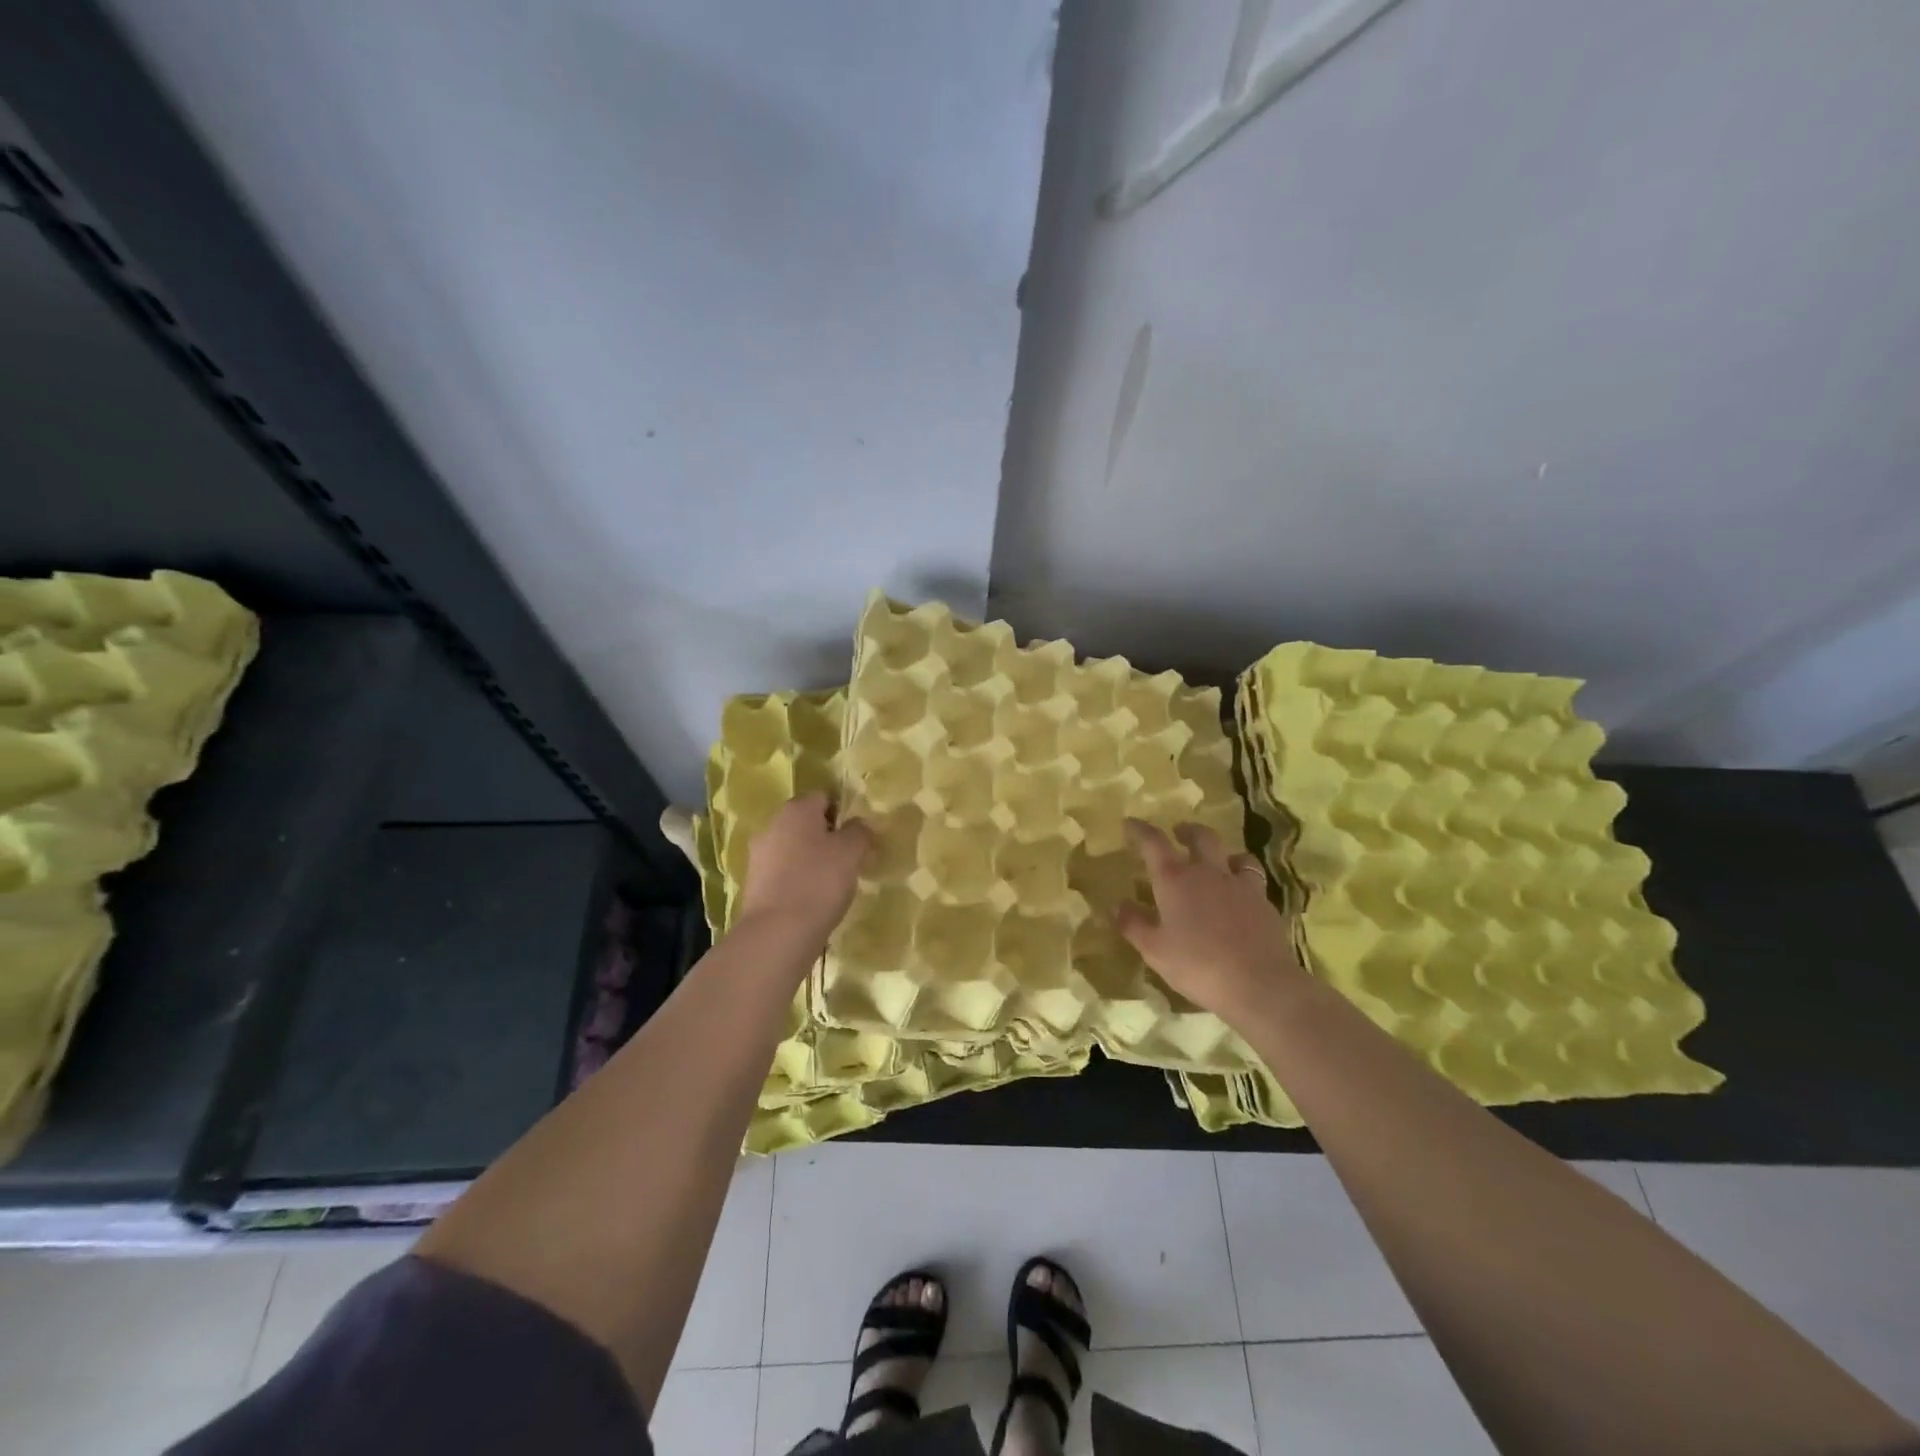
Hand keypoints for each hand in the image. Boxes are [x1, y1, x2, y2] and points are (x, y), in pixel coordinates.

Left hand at [734, 791, 873, 944]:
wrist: (777, 932)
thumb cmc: (819, 881)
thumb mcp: (851, 852)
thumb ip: (859, 832)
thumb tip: (859, 825)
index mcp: (796, 809)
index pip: (823, 796)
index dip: (843, 812)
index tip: (857, 835)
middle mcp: (772, 825)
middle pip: (805, 823)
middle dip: (826, 836)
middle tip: (848, 859)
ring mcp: (759, 855)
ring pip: (793, 848)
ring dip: (811, 859)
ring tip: (832, 883)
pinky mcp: (754, 883)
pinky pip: (782, 872)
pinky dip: (797, 879)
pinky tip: (812, 898)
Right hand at [1114, 819, 1305, 1024]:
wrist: (1259, 984)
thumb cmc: (1197, 964)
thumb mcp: (1154, 949)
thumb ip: (1134, 924)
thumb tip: (1118, 905)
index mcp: (1175, 879)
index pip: (1153, 842)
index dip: (1140, 830)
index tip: (1130, 823)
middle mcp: (1208, 873)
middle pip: (1201, 837)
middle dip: (1188, 831)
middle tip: (1179, 833)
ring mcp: (1241, 886)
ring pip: (1236, 855)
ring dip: (1223, 853)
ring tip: (1219, 861)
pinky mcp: (1264, 904)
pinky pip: (1253, 881)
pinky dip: (1243, 880)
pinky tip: (1241, 896)